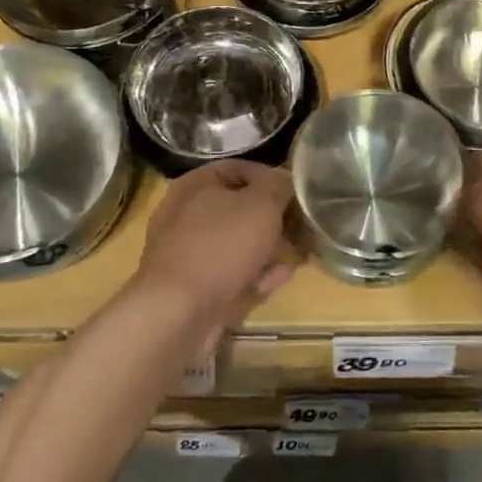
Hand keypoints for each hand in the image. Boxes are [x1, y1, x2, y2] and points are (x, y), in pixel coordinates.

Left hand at [134, 161, 295, 322]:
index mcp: (195, 185)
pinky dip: (256, 272)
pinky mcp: (194, 286)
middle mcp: (186, 214)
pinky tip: (280, 277)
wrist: (179, 312)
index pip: (239, 169)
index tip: (296, 194)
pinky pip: (231, 271)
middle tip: (302, 227)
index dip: (271, 178)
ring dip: (269, 247)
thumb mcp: (261, 204)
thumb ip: (278, 186)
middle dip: (274, 218)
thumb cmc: (222, 245)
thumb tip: (284, 182)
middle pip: (239, 208)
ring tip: (298, 254)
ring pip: (237, 242)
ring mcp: (188, 252)